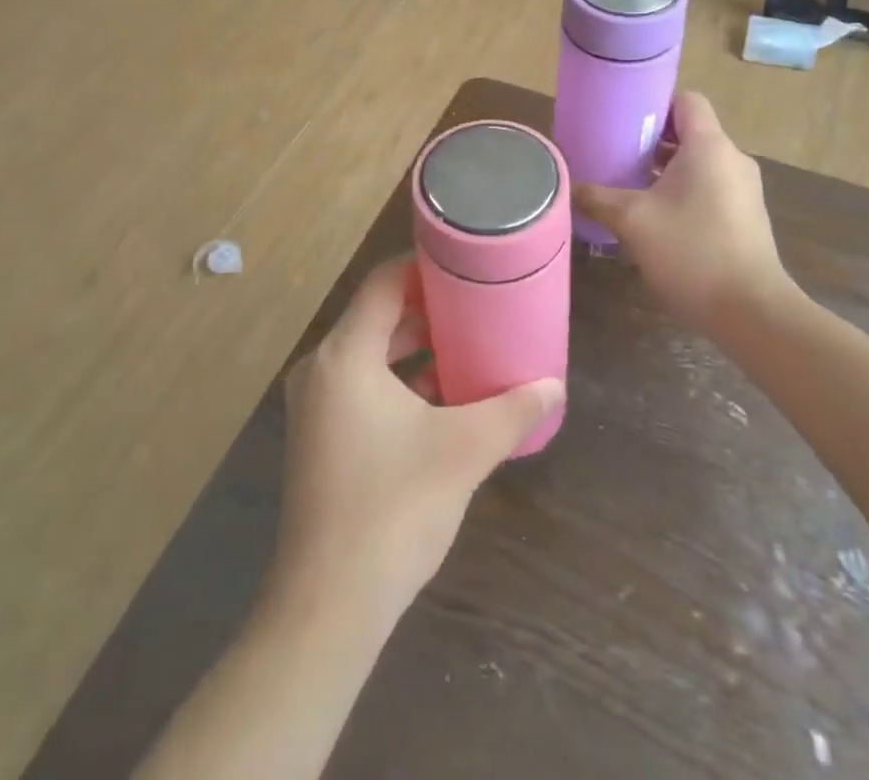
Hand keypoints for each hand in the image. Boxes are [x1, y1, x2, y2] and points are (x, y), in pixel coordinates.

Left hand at [271, 257, 563, 630]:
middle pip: (377, 317)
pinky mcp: (318, 436)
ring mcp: (315, 404)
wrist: (327, 604)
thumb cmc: (393, 509)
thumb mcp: (462, 451)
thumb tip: (553, 386)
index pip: (383, 282)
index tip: (464, 264)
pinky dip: (397, 381)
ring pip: (369, 354)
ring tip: (466, 349)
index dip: (422, 266)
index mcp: (344, 355)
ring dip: (414, 349)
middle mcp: (321, 368)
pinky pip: (361, 386)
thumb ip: (511, 412)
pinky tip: (440, 400)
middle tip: (475, 307)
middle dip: (426, 311)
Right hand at [574, 91, 798, 333]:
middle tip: (615, 151)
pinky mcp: (746, 217)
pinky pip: (709, 188)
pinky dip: (683, 191)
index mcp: (709, 146)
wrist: (751, 312)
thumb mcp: (631, 221)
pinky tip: (655, 217)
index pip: (686, 100)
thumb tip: (569, 186)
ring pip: (699, 163)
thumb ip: (596, 197)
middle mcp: (731, 159)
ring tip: (628, 184)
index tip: (622, 117)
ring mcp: (743, 190)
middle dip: (651, 139)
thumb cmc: (691, 251)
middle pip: (690, 131)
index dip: (654, 102)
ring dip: (665, 169)